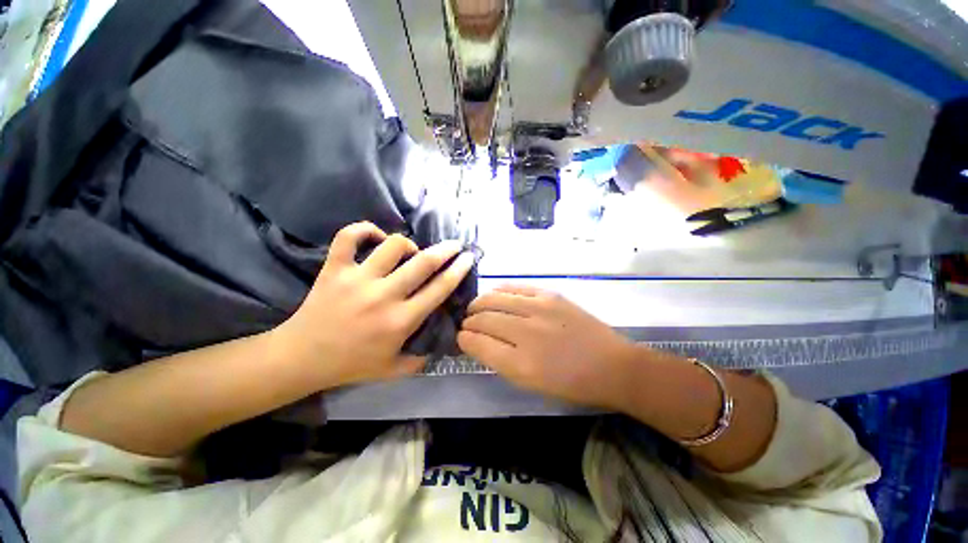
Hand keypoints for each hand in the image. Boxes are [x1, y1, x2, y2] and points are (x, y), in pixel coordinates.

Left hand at [275, 222, 474, 387]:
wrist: (301, 358)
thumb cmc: (351, 364)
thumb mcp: (393, 369)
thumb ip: (421, 358)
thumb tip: (440, 344)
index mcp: (401, 320)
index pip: (440, 289)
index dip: (458, 270)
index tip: (468, 258)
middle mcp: (383, 296)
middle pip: (423, 263)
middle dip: (446, 250)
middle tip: (455, 244)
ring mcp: (357, 279)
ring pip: (392, 245)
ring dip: (408, 243)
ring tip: (411, 250)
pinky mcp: (333, 269)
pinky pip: (349, 237)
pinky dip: (364, 229)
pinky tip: (375, 236)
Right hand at [458, 285, 636, 408]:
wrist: (611, 365)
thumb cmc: (571, 384)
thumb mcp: (531, 384)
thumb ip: (501, 362)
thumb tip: (478, 342)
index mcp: (520, 364)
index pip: (478, 344)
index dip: (464, 339)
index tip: (461, 337)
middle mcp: (525, 333)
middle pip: (484, 319)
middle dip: (469, 321)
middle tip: (466, 323)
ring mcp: (538, 309)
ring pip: (495, 299)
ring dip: (480, 303)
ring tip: (475, 307)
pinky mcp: (549, 295)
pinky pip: (515, 288)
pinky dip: (499, 290)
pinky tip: (493, 293)